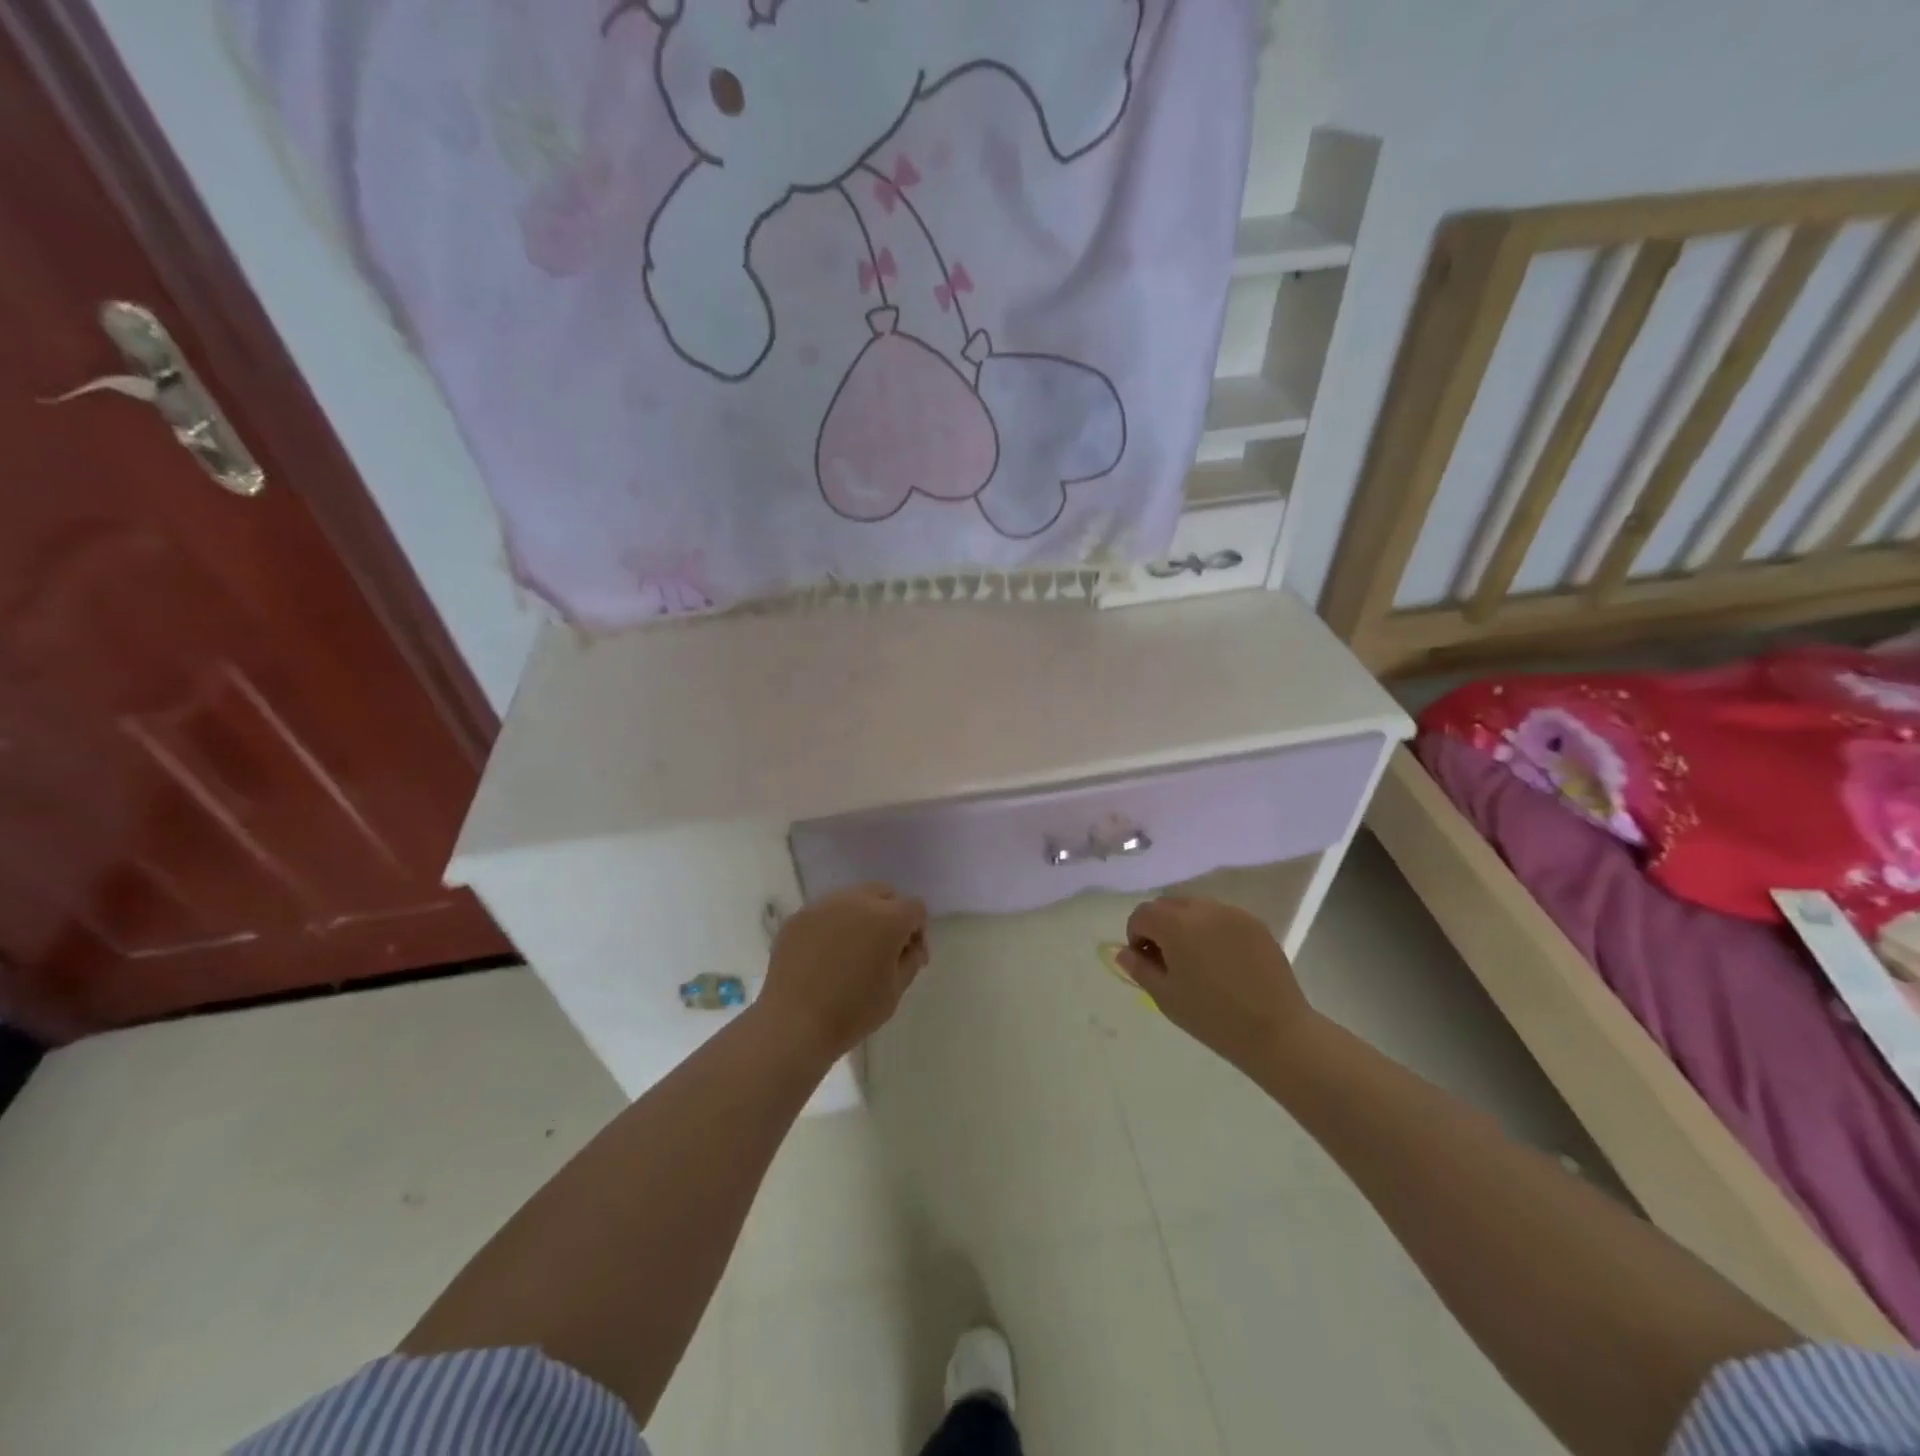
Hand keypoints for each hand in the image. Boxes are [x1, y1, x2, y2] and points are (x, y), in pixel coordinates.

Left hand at [757, 884, 928, 1059]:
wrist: (793, 1023)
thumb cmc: (852, 1011)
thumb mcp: (895, 991)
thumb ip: (910, 960)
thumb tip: (909, 946)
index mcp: (888, 918)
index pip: (915, 907)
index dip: (918, 931)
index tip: (909, 957)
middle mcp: (857, 901)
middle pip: (884, 893)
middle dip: (891, 914)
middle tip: (883, 948)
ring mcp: (824, 905)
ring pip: (852, 898)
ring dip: (860, 916)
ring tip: (851, 950)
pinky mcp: (799, 916)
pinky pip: (825, 912)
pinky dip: (832, 926)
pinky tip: (824, 956)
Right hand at [1120, 895, 1317, 1072]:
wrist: (1277, 1032)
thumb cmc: (1213, 1017)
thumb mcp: (1166, 997)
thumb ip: (1139, 968)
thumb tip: (1124, 952)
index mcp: (1176, 924)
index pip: (1142, 914)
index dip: (1136, 935)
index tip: (1145, 961)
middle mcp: (1203, 909)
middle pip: (1168, 905)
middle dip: (1159, 926)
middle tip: (1168, 960)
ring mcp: (1232, 913)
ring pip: (1195, 908)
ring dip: (1186, 925)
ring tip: (1196, 960)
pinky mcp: (1255, 923)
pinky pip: (1221, 916)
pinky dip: (1212, 930)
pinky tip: (1222, 961)